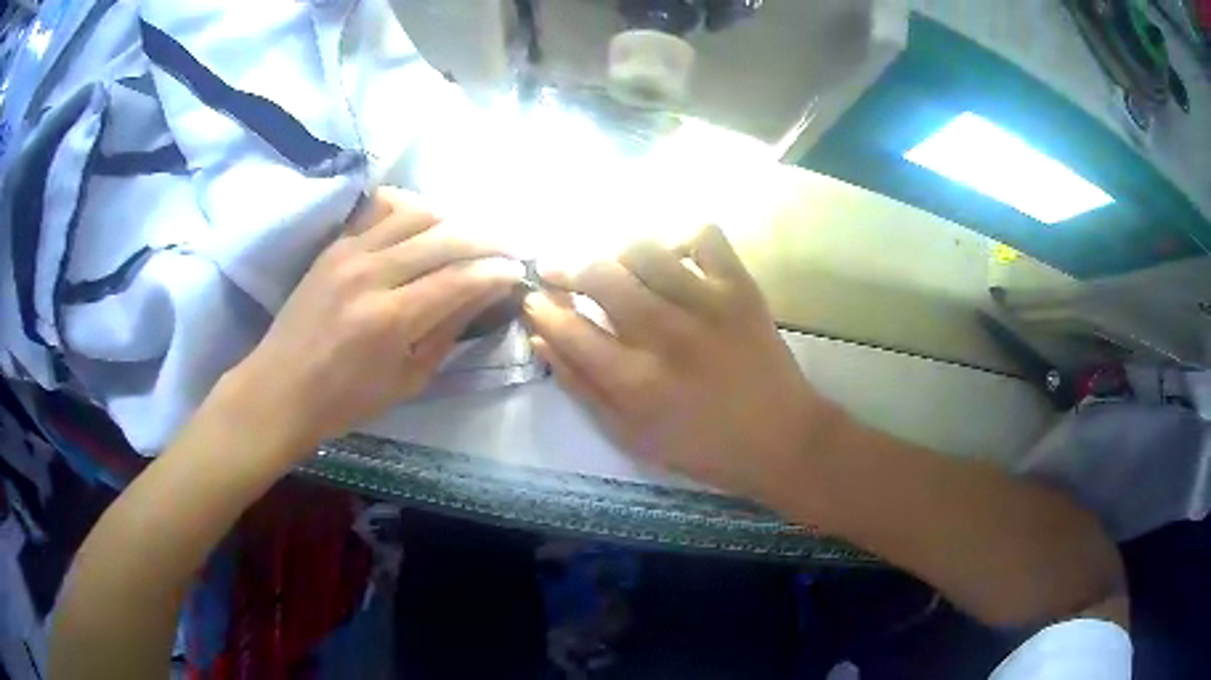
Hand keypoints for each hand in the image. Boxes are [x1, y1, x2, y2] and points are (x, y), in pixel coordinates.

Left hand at [233, 187, 522, 450]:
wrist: (280, 388)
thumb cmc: (345, 400)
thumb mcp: (407, 381)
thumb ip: (447, 332)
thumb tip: (483, 296)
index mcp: (391, 319)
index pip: (460, 278)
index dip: (497, 271)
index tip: (519, 271)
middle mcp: (372, 274)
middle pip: (445, 236)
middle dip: (487, 240)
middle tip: (506, 250)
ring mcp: (349, 252)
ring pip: (416, 212)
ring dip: (451, 220)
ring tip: (466, 238)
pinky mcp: (335, 244)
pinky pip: (380, 209)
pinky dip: (411, 210)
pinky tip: (424, 225)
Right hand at [525, 225, 843, 500]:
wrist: (779, 438)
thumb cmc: (700, 446)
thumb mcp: (629, 435)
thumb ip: (581, 387)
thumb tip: (540, 339)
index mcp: (634, 380)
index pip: (567, 326)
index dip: (541, 307)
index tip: (534, 299)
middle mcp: (665, 333)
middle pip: (598, 273)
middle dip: (566, 267)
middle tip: (561, 273)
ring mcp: (706, 303)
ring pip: (643, 248)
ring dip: (617, 253)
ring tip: (616, 268)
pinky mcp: (739, 287)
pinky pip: (704, 236)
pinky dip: (682, 238)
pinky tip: (674, 258)